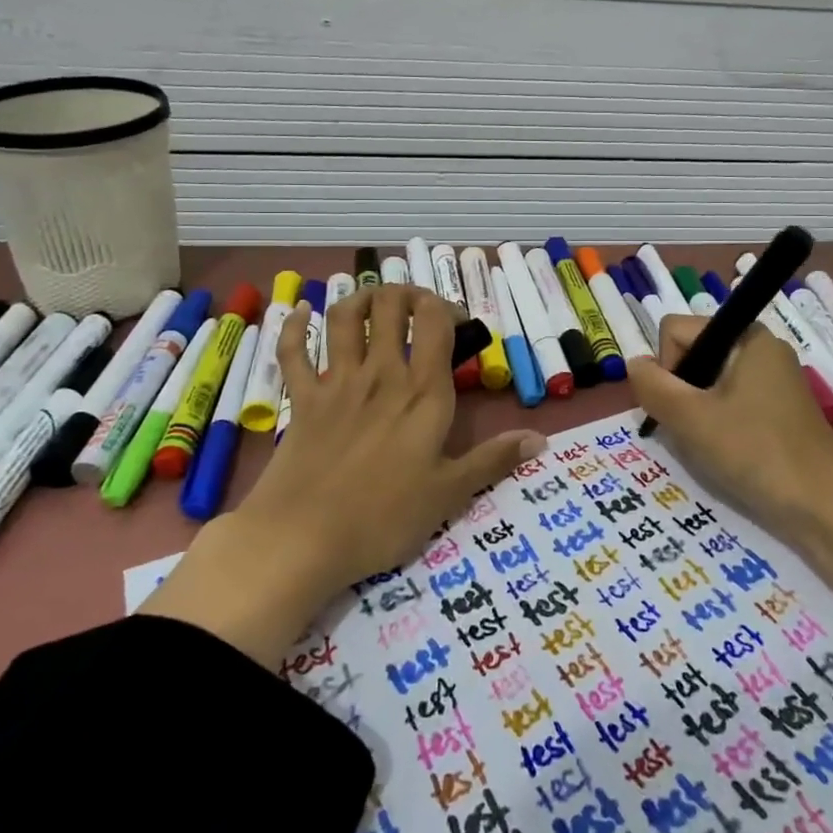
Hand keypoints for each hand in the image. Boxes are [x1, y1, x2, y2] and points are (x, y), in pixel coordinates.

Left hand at [144, 286, 544, 664]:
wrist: (303, 539)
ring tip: (371, 298)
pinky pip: (292, 352)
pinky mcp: (301, 400)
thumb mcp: (449, 494)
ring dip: (359, 298)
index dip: (446, 306)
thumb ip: (494, 459)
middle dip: (405, 293)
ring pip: (344, 318)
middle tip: (416, 307)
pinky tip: (300, 311)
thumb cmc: (384, 518)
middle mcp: (381, 374)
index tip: (456, 321)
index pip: (434, 321)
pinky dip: (294, 326)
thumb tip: (541, 439)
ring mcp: (336, 383)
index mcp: (422, 392)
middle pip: (390, 306)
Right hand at [626, 315, 832, 542]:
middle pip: (693, 354)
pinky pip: (730, 400)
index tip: (682, 405)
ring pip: (708, 381)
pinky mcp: (778, 408)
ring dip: (697, 411)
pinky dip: (718, 422)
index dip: (667, 367)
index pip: (676, 330)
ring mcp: (772, 378)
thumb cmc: (755, 452)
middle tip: (694, 429)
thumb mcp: (691, 418)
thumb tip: (633, 364)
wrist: (823, 506)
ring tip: (711, 444)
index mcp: (746, 336)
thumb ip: (653, 386)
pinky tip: (727, 451)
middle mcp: (761, 348)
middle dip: (681, 391)